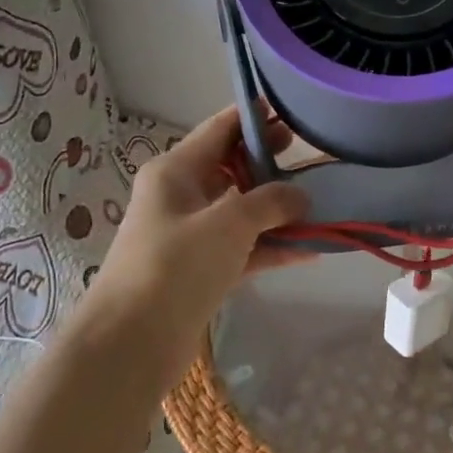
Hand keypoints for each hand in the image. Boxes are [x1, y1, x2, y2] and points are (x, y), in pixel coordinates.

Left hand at [81, 107, 308, 392]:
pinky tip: (309, 249)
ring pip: (239, 211)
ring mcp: (189, 236)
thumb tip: (300, 195)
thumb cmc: (176, 265)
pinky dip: (270, 247)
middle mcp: (180, 197)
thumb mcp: (228, 223)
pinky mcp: (199, 271)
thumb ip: (269, 201)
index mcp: (175, 171)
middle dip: (268, 161)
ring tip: (319, 200)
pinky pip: (242, 248)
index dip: (252, 118)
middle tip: (307, 153)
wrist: (132, 342)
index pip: (218, 130)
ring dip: (275, 209)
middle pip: (230, 168)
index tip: (289, 110)